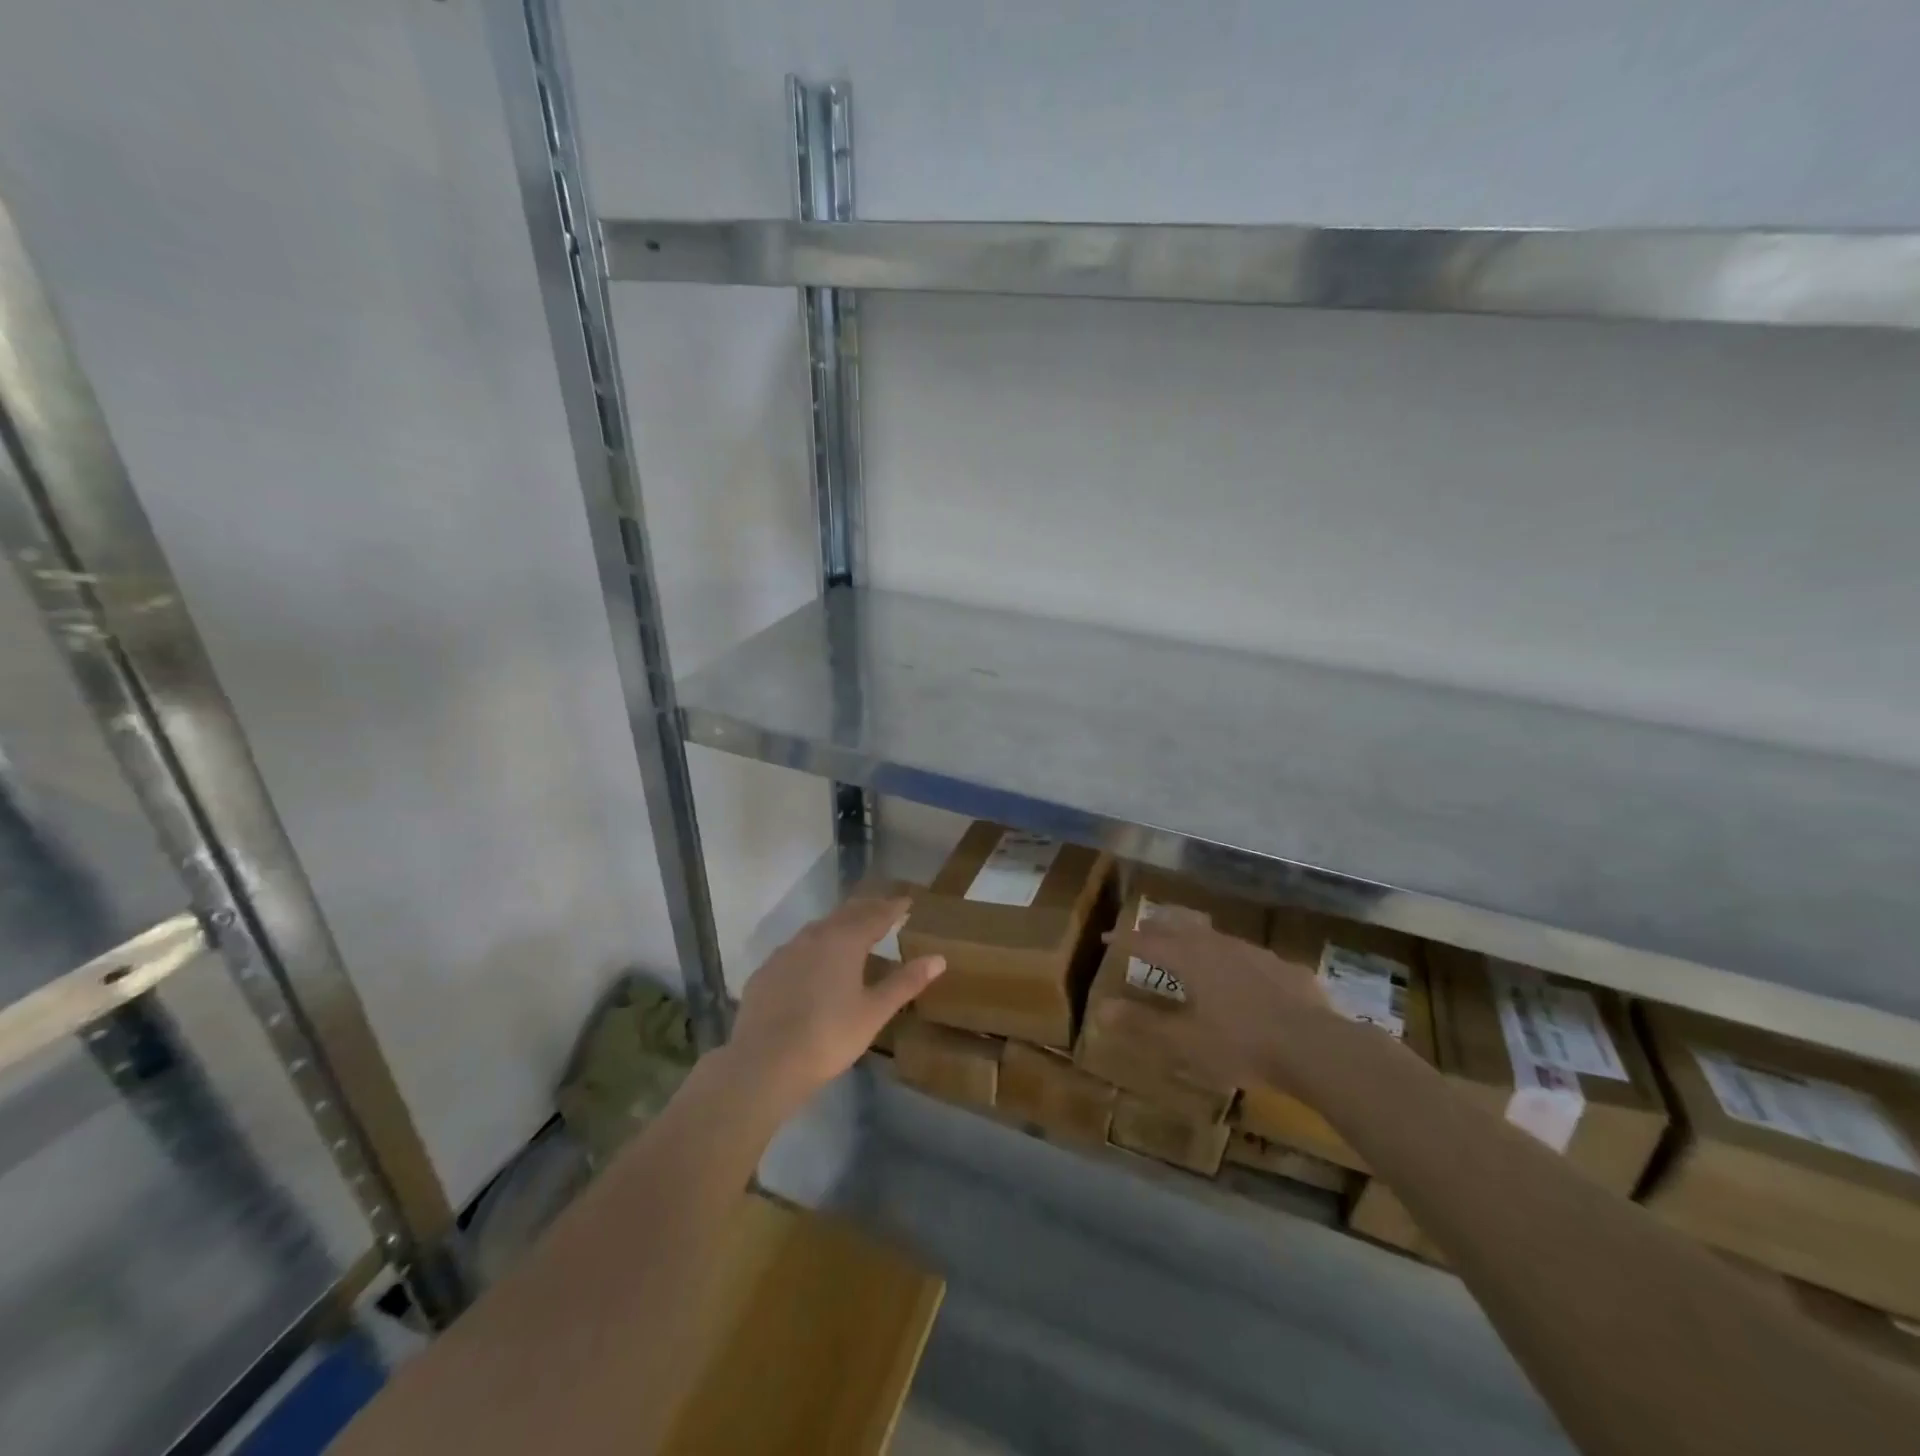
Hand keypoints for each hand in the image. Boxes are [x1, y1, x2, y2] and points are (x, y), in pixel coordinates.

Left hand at [728, 897, 945, 1104]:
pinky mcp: (766, 971)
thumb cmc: (829, 1036)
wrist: (764, 1062)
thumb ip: (905, 983)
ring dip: (839, 924)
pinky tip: (814, 961)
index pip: (876, 915)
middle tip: (884, 909)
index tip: (907, 901)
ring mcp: (786, 951)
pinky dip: (813, 945)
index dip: (893, 907)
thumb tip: (939, 959)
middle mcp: (815, 936)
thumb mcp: (874, 1012)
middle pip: (846, 914)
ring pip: (818, 928)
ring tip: (852, 929)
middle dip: (867, 909)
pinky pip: (796, 947)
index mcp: (845, 941)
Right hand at [1104, 911, 1337, 1087]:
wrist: (1316, 1047)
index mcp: (1190, 959)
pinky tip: (1239, 973)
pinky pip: (1246, 954)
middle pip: (1180, 925)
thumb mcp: (1184, 1042)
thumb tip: (1101, 1008)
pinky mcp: (1283, 967)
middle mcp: (1218, 946)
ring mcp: (1254, 953)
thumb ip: (1142, 1024)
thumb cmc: (1241, 1045)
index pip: (1148, 942)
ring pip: (1214, 935)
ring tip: (1187, 944)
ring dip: (1194, 935)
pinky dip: (1230, 957)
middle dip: (1159, 926)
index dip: (1125, 939)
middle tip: (1145, 929)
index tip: (1107, 938)